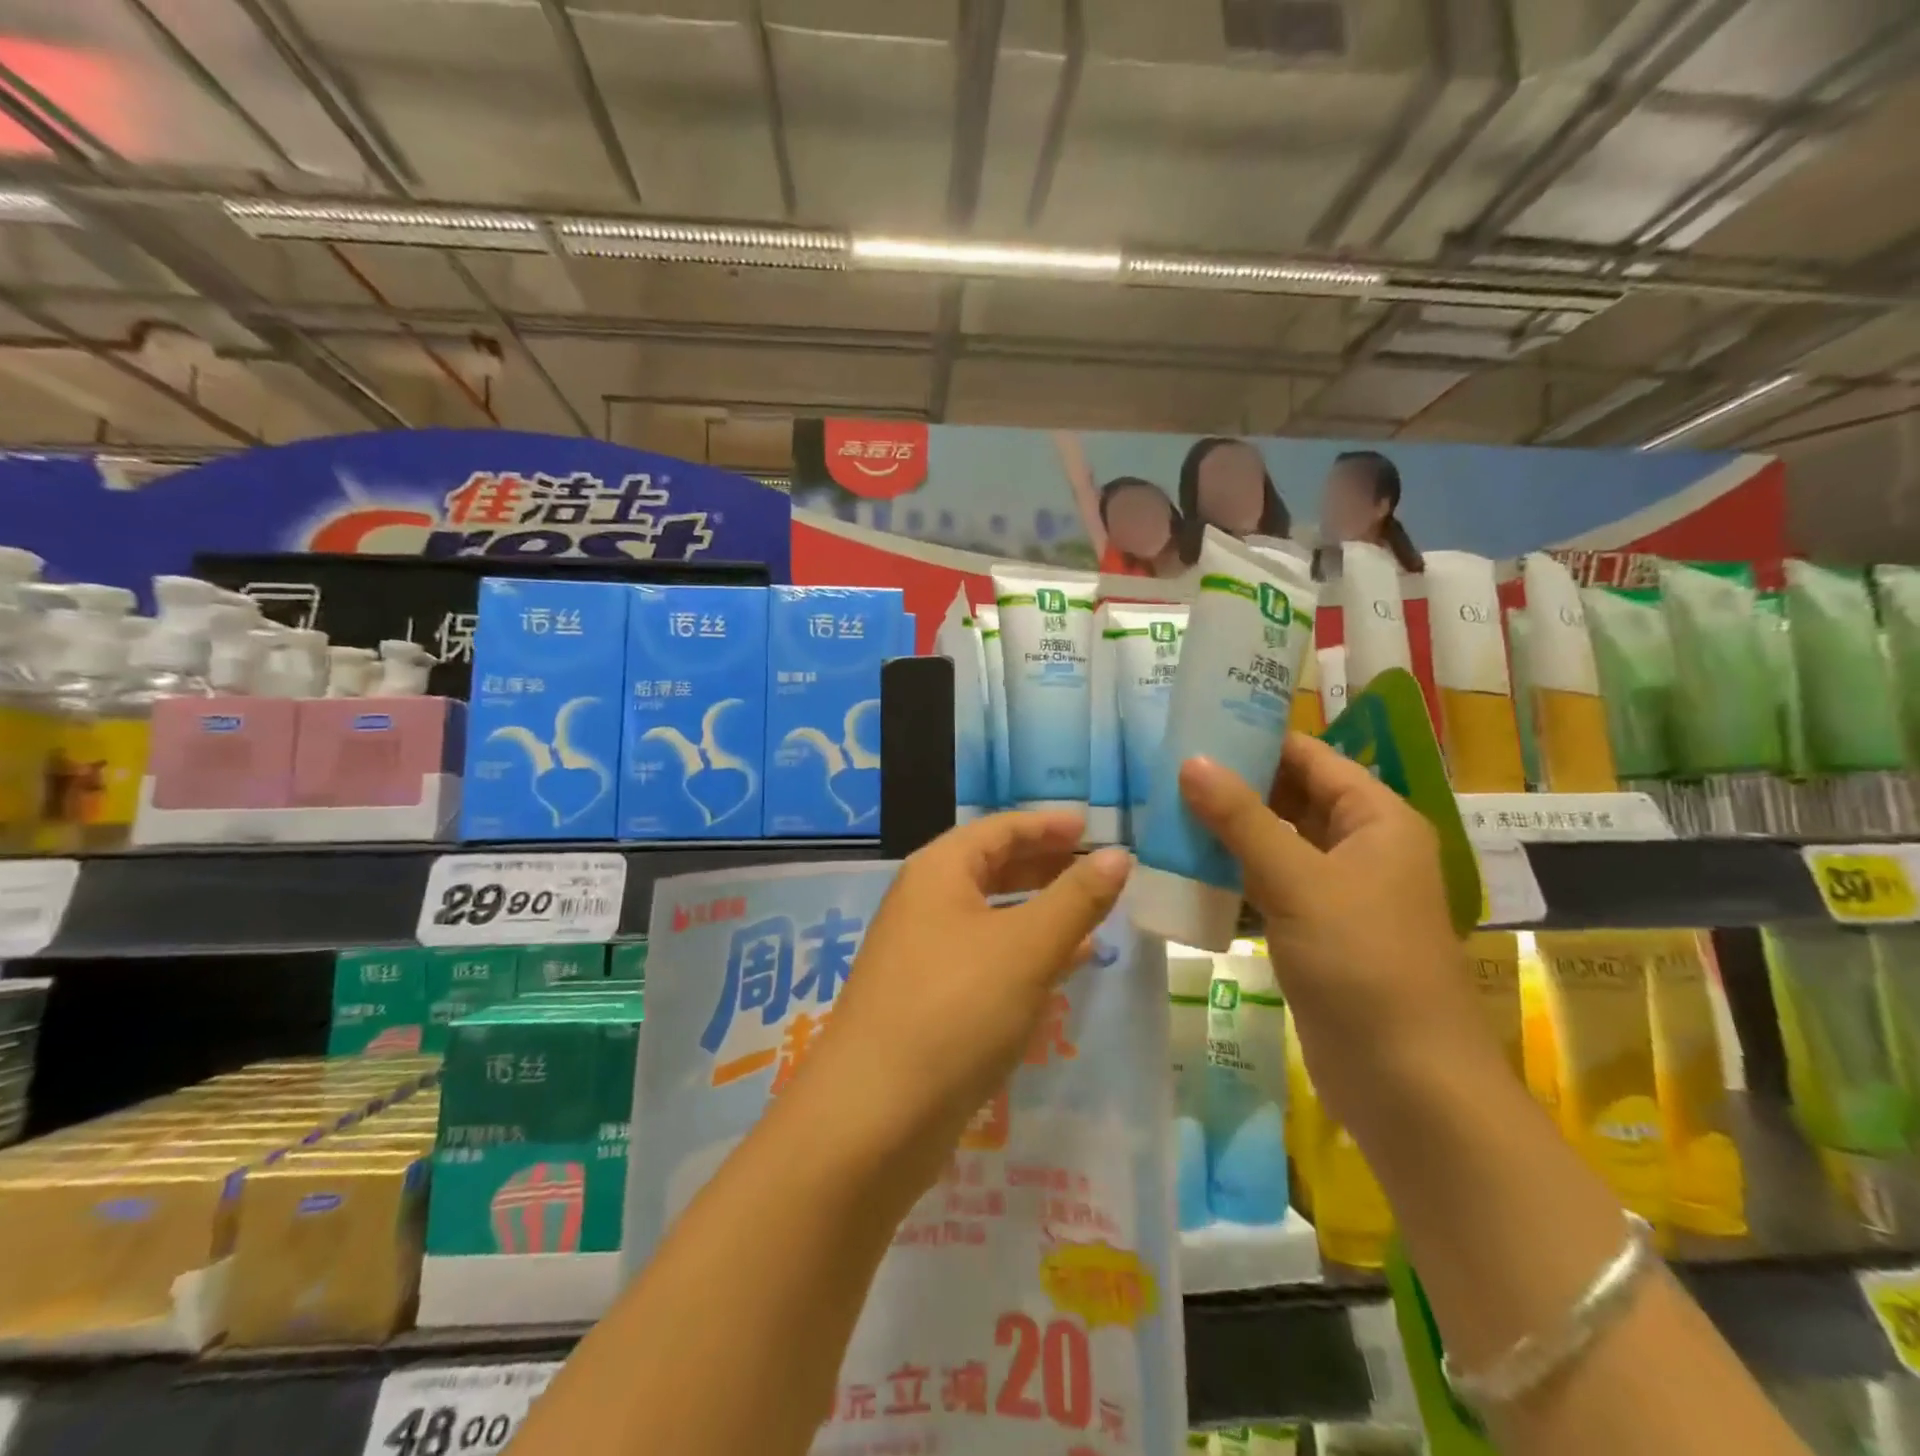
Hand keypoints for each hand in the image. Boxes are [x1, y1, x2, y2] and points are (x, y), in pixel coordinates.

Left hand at [797, 811, 1132, 1185]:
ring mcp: (923, 953)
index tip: (1093, 827)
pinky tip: (1062, 967)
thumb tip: (1118, 856)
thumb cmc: (955, 1009)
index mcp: (938, 872)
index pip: (999, 829)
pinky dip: (1024, 952)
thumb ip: (1076, 899)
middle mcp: (925, 903)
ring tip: (1092, 913)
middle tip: (1098, 869)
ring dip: (1039, 911)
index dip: (1047, 825)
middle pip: (992, 868)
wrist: (873, 1116)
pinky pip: (986, 957)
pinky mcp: (928, 999)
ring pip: (991, 916)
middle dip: (1046, 866)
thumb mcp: (1026, 948)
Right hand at [1179, 734, 1501, 1131]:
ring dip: (1225, 830)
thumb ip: (1242, 819)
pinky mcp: (1313, 929)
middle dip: (1232, 784)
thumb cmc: (1363, 965)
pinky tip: (1181, 865)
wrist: (1406, 1083)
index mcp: (1375, 819)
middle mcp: (1360, 846)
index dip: (1255, 737)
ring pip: (1273, 842)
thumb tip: (1191, 761)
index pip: (1309, 757)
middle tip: (1163, 767)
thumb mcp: (1299, 882)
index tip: (1192, 725)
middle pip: (1289, 796)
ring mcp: (1336, 891)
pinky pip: (1266, 883)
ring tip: (1160, 807)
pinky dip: (1230, 872)